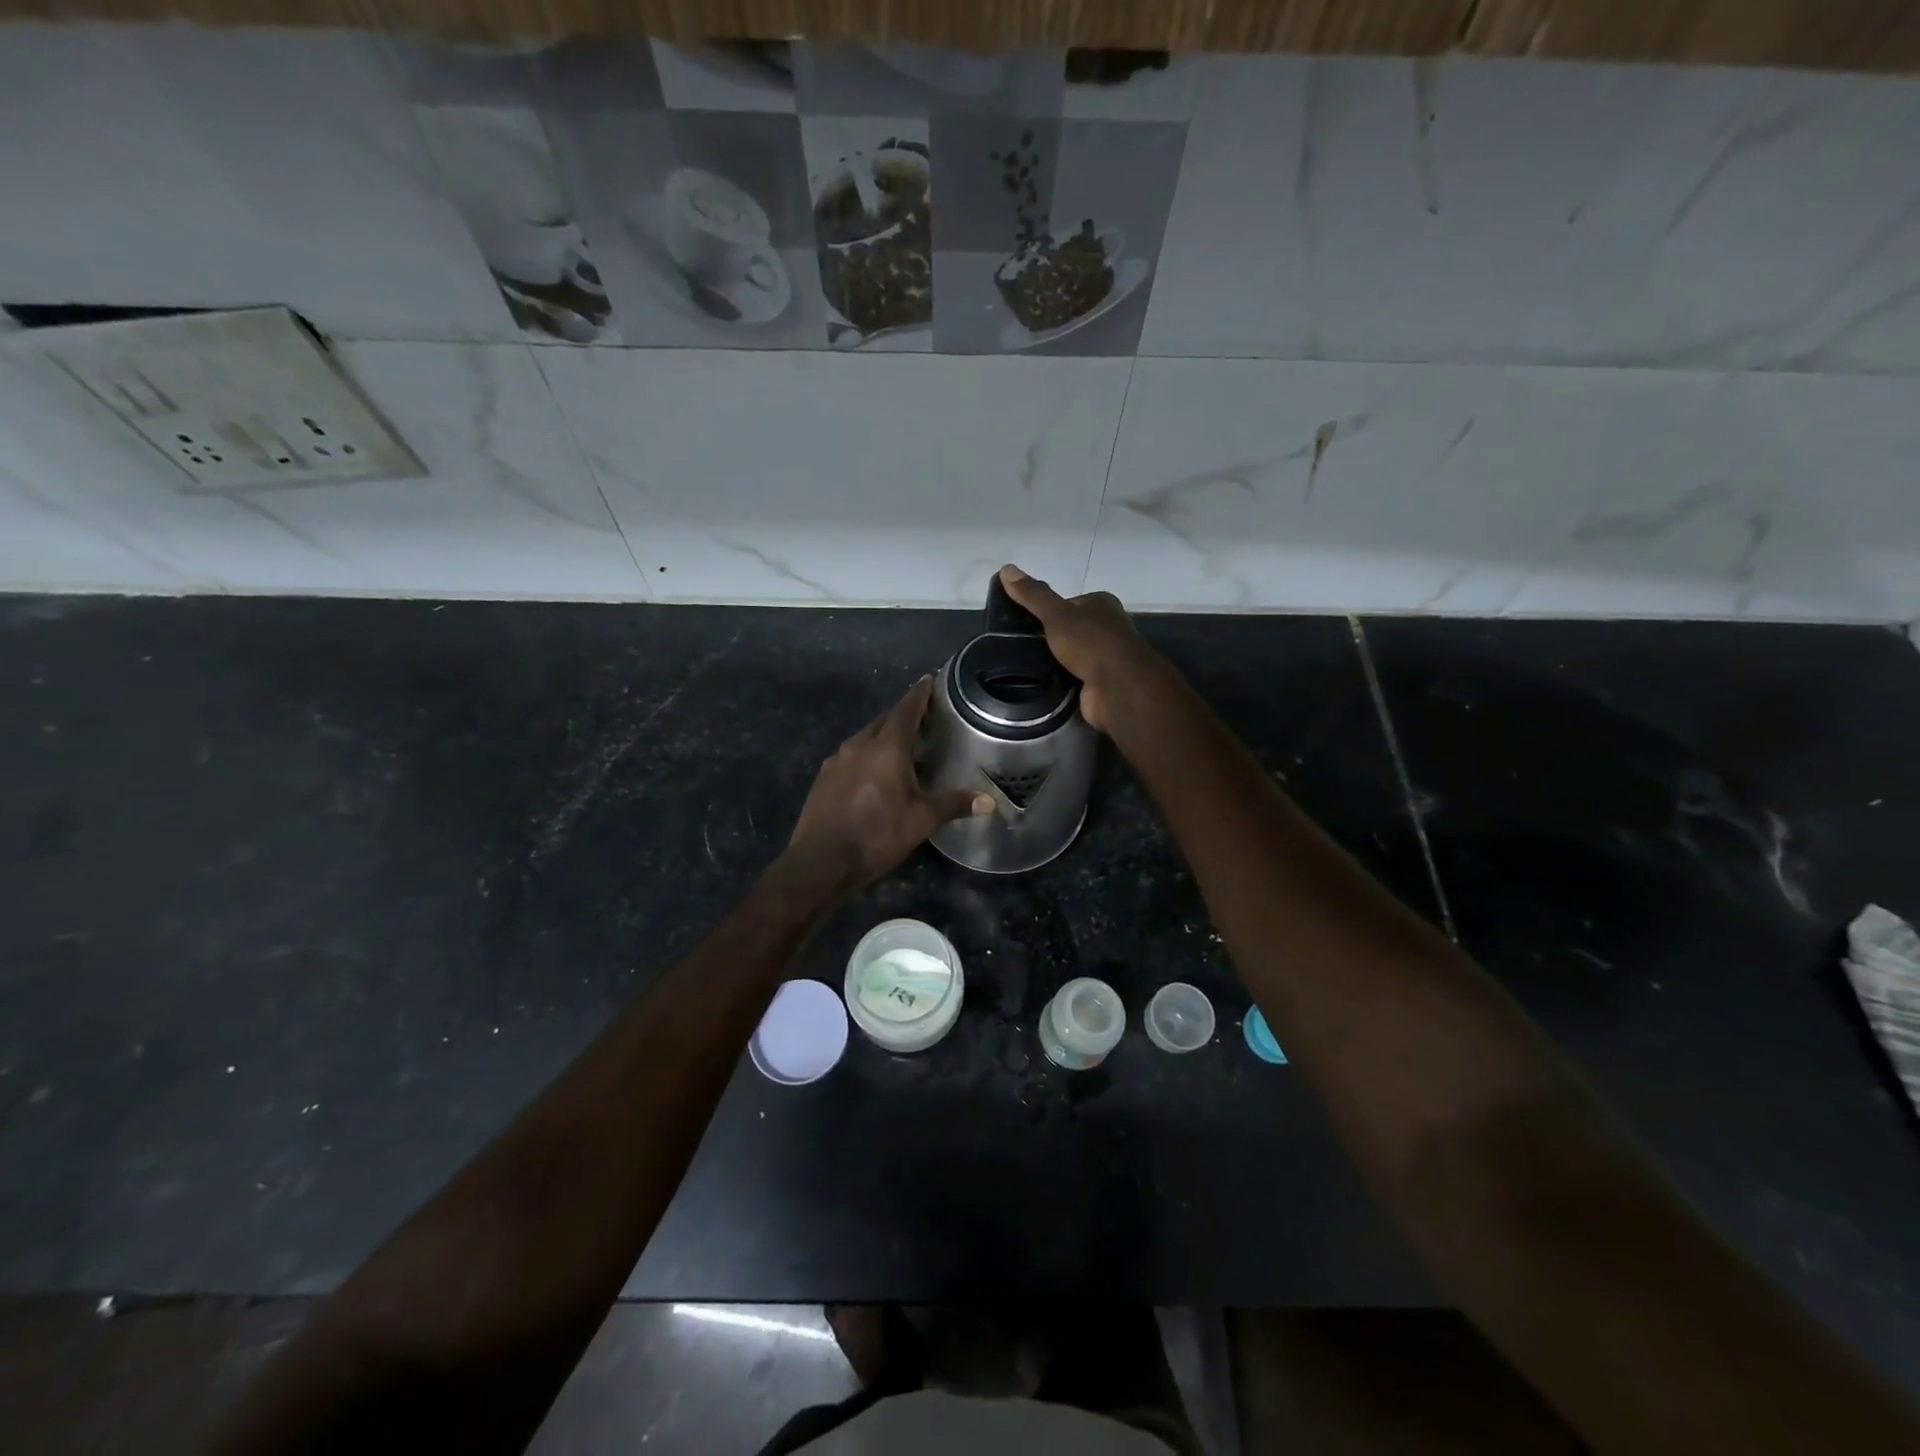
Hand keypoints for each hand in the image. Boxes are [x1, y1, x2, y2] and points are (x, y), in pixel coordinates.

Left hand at [786, 676, 992, 892]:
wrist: (820, 861)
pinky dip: (866, 756)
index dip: (919, 694)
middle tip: (921, 717)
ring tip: (900, 747)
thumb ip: (954, 805)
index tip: (928, 679)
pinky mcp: (823, 779)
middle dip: (902, 716)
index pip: (905, 710)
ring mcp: (836, 761)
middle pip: (883, 721)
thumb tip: (989, 802)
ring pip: (864, 739)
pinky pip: (850, 757)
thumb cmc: (876, 835)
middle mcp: (859, 745)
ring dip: (882, 737)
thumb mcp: (921, 821)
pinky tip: (873, 774)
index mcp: (886, 748)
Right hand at [997, 564, 1156, 732]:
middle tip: (1021, 644)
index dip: (1048, 610)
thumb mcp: (1056, 614)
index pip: (1069, 603)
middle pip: (1071, 628)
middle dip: (1050, 636)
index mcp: (1102, 604)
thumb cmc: (1090, 642)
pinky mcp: (1101, 682)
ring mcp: (1106, 656)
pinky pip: (1075, 676)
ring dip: (1054, 659)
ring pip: (1073, 654)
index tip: (1024, 621)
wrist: (1117, 686)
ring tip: (1025, 663)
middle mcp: (1108, 627)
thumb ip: (1032, 595)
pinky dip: (1061, 679)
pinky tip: (1041, 682)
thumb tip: (1007, 569)